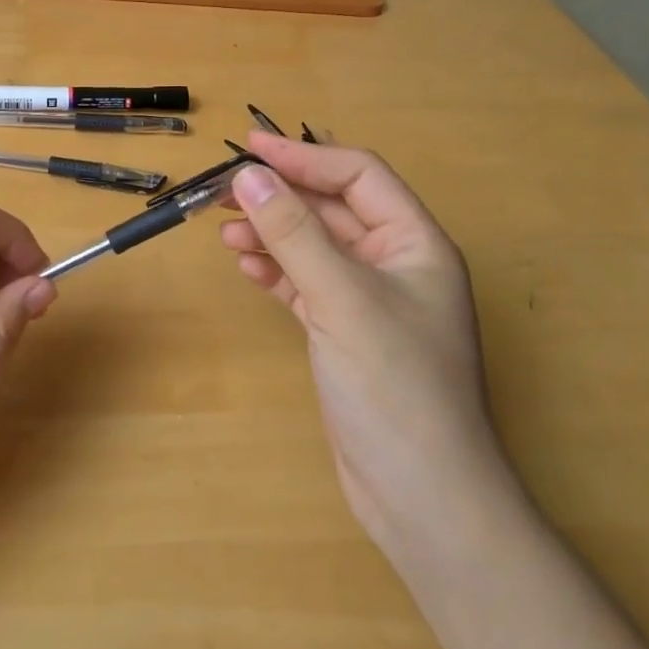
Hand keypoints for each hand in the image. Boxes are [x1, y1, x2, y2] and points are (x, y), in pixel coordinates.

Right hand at [221, 132, 500, 561]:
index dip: (304, 156)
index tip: (250, 147)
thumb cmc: (396, 387)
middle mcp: (395, 263)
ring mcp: (369, 301)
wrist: (424, 502)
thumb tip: (248, 176)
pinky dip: (276, 271)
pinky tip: (247, 266)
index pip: (357, 176)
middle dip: (280, 197)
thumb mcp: (342, 299)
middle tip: (224, 190)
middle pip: (331, 209)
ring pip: (314, 247)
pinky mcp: (345, 334)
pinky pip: (305, 284)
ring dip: (271, 234)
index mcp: (415, 242)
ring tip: (225, 232)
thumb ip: (293, 233)